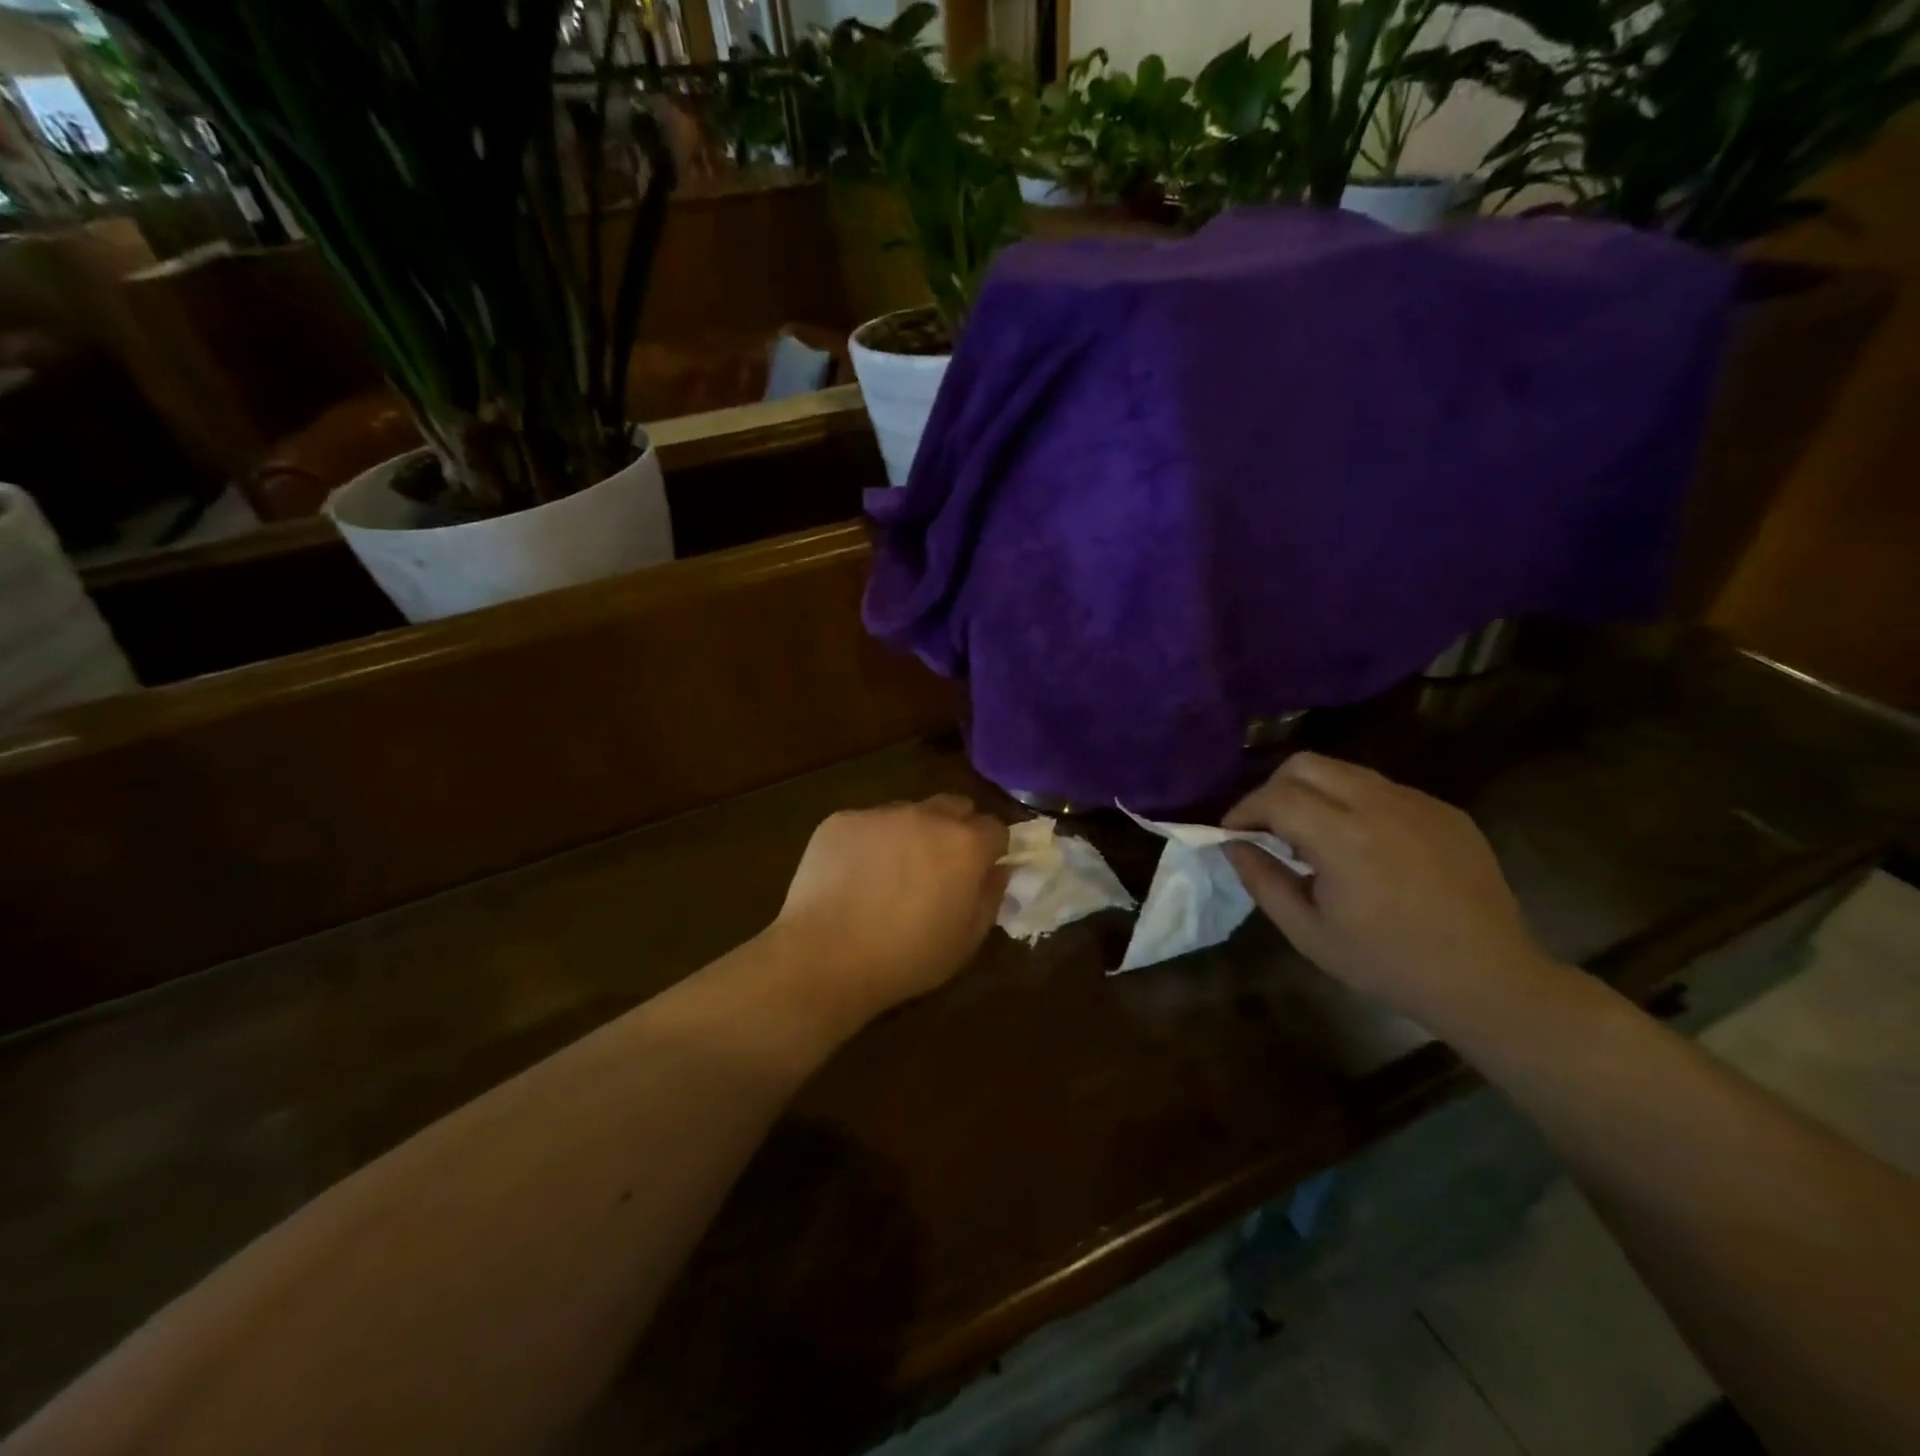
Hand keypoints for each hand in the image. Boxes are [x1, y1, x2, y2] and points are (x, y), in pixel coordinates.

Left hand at [772, 795, 1009, 1024]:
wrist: (825, 956)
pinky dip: (868, 843)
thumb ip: (991, 897)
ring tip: (889, 874)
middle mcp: (926, 816)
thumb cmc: (906, 957)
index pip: (995, 828)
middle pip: (954, 807)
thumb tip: (999, 870)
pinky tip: (852, 877)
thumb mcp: (966, 941)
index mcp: (964, 844)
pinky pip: (866, 824)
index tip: (979, 872)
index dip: (991, 850)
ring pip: (908, 813)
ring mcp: (879, 814)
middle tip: (939, 867)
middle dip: (955, 830)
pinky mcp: (840, 820)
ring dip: (910, 834)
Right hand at [1223, 753, 1553, 1026]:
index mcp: (1344, 838)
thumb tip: (1233, 845)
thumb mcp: (1309, 933)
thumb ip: (1263, 881)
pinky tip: (1363, 847)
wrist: (1489, 980)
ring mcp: (1418, 802)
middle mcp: (1380, 805)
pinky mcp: (1445, 810)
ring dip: (1314, 793)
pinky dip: (1355, 805)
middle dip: (1274, 789)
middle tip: (1268, 828)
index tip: (1232, 834)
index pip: (1275, 796)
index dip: (1244, 810)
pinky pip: (1383, 789)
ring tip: (1313, 837)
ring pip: (1345, 771)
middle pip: (1306, 764)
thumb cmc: (1389, 964)